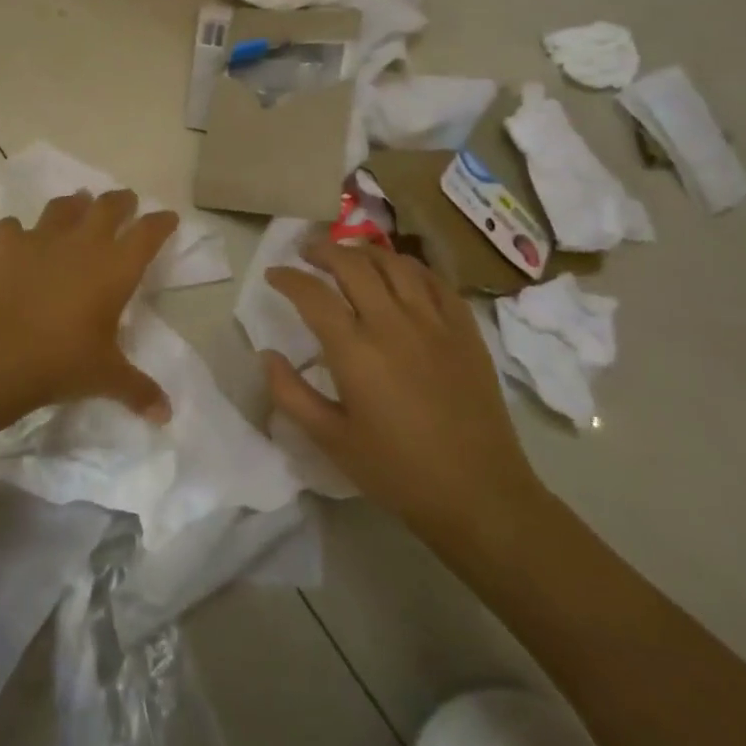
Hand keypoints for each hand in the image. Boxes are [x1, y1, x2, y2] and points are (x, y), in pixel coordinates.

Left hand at [0, 189, 177, 422]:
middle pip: (108, 206)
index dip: (161, 222)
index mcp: (116, 267)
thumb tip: (166, 416)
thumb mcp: (106, 377)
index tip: (168, 217)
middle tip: (125, 202)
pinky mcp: (6, 244)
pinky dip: (19, 231)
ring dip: (74, 204)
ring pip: (63, 207)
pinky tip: (19, 239)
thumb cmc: (62, 361)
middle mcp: (83, 242)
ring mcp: (42, 238)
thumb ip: (138, 390)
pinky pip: (14, 227)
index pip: (148, 233)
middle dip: (121, 201)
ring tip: (78, 205)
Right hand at [263, 241, 540, 539]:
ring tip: (349, 256)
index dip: (287, 277)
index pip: (312, 294)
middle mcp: (392, 323)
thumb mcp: (331, 440)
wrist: (479, 494)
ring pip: (394, 264)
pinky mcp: (465, 330)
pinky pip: (435, 281)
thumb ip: (290, 394)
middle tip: (307, 253)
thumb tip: (267, 355)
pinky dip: (410, 267)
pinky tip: (400, 273)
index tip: (273, 274)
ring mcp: (434, 322)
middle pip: (352, 264)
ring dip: (364, 253)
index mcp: (355, 351)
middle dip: (323, 251)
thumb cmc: (397, 470)